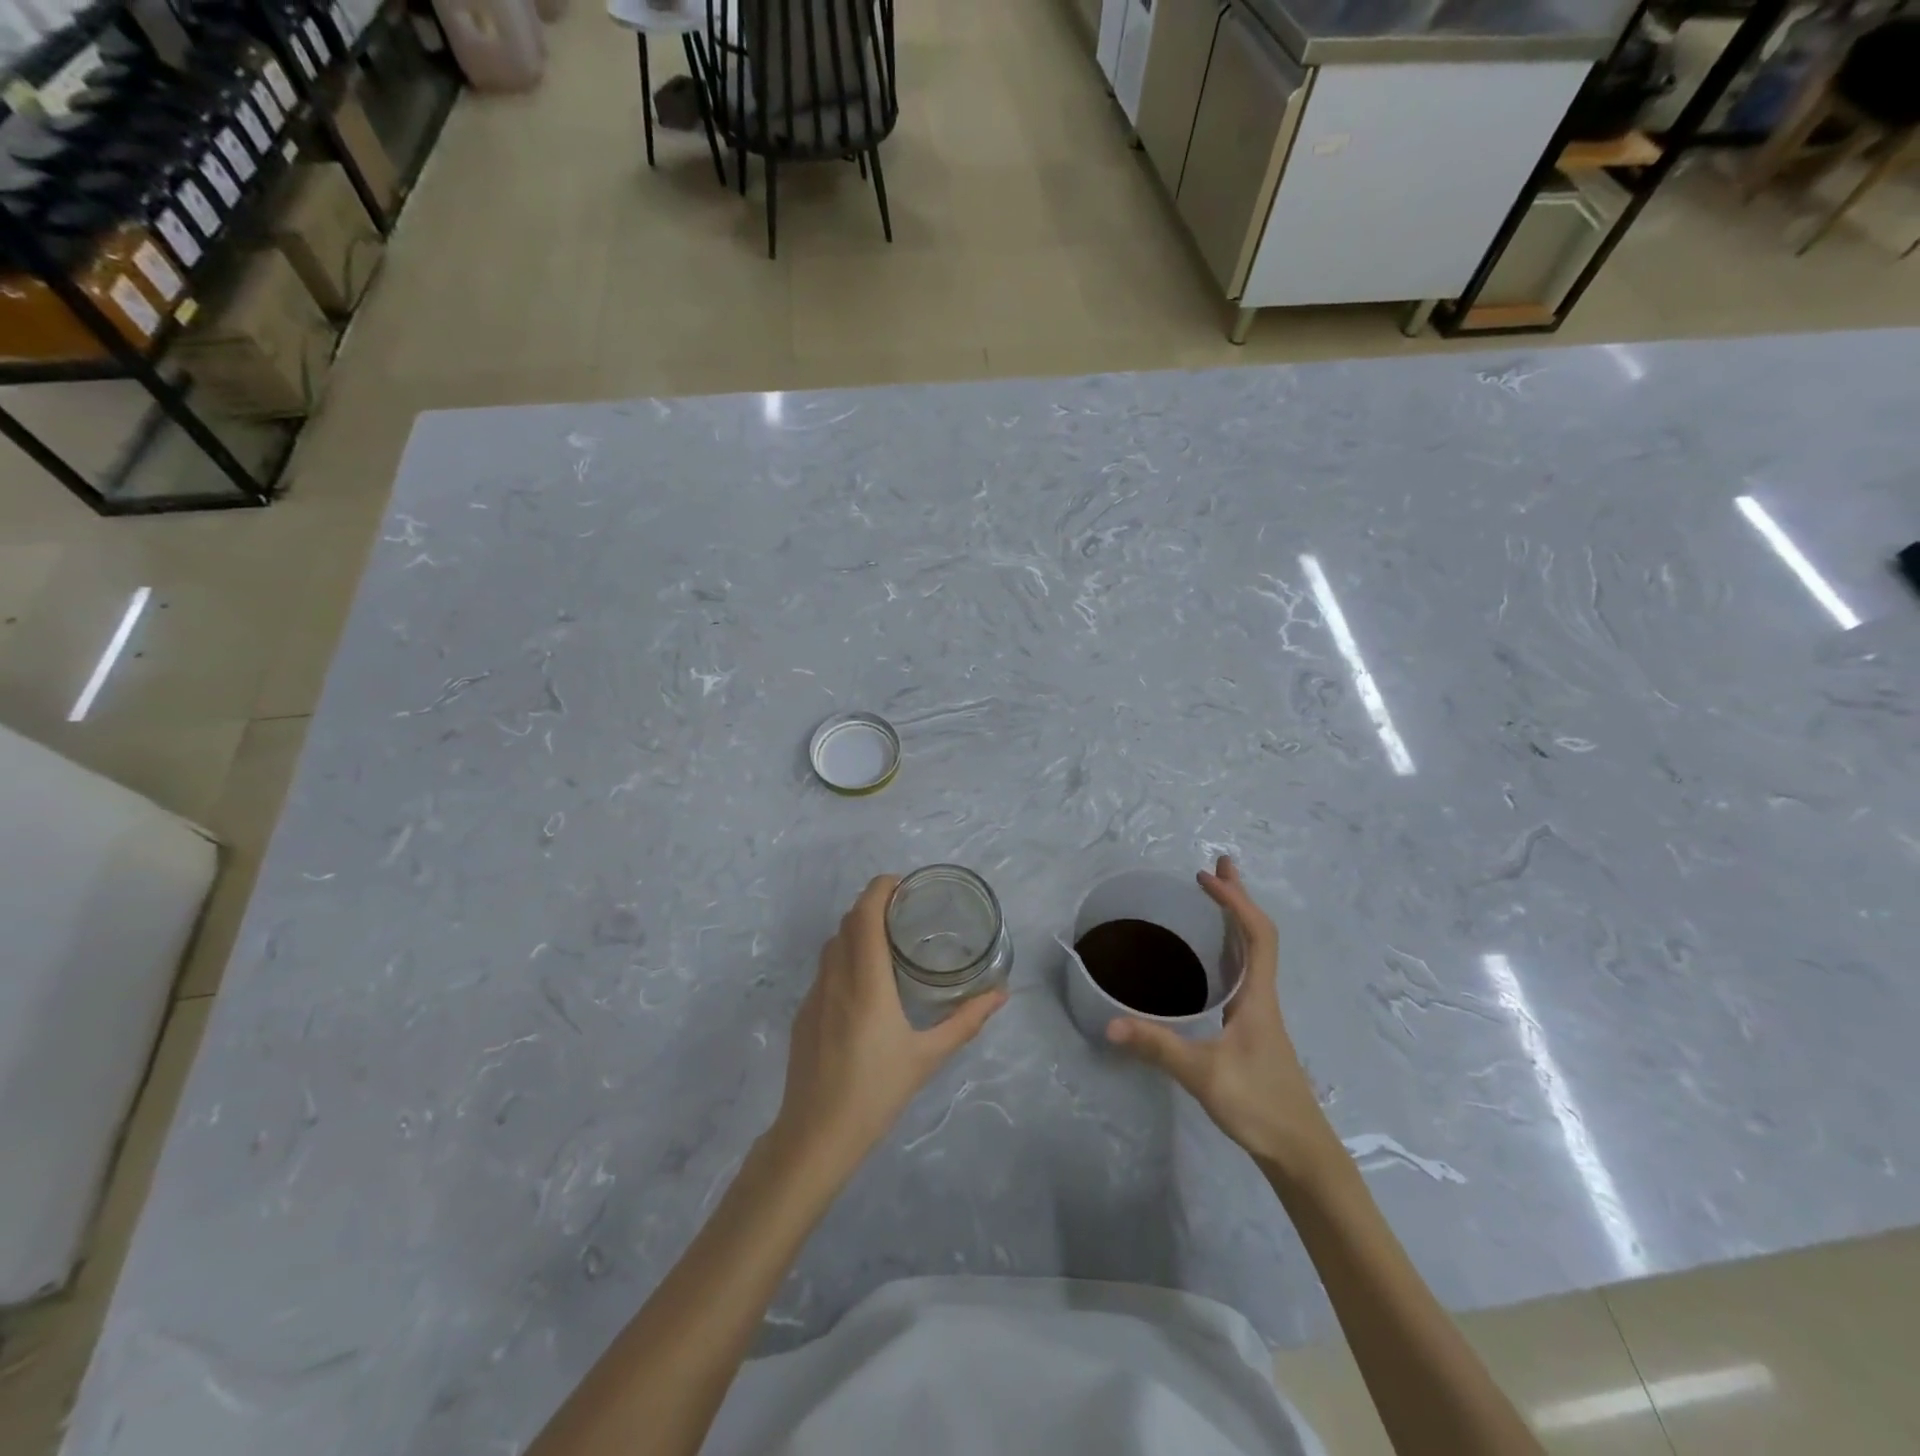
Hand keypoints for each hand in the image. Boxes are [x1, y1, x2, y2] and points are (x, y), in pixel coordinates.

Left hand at [771, 875, 1006, 1178]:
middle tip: (905, 912)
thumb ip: (965, 1021)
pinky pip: (824, 970)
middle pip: (848, 922)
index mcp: (865, 981)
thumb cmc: (876, 1092)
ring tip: (887, 942)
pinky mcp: (803, 1014)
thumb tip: (1001, 994)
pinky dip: (844, 958)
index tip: (904, 884)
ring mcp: (814, 995)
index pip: (865, 914)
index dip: (881, 888)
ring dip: (857, 930)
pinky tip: (865, 986)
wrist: (815, 1137)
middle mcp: (835, 978)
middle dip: (873, 906)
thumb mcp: (928, 1057)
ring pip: (833, 945)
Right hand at [1107, 857, 1338, 1181]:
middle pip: (1256, 935)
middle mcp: (1262, 997)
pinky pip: (1242, 974)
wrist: (1301, 1153)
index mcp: (1258, 997)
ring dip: (1234, 920)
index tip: (1205, 878)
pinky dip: (1228, 949)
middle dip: (1237, 898)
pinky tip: (1212, 958)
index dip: (1235, 902)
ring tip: (1214, 897)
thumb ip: (1158, 1047)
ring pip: (1250, 954)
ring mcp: (1259, 1014)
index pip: (1256, 935)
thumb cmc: (1260, 1106)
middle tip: (1217, 866)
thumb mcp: (1204, 1075)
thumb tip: (1109, 1023)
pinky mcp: (1252, 1030)